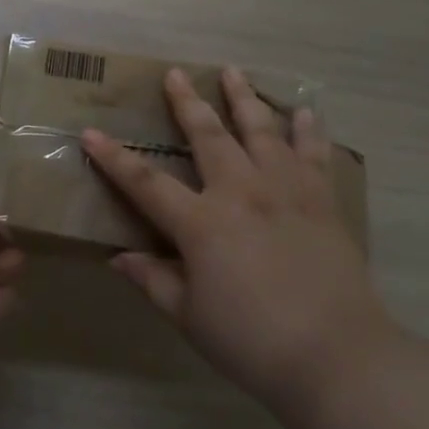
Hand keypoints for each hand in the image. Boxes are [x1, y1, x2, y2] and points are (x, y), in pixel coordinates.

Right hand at [83, 68, 390, 414]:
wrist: (338, 357)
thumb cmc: (253, 342)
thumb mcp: (190, 318)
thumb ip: (154, 281)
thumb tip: (119, 257)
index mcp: (201, 224)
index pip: (145, 183)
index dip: (114, 158)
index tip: (90, 133)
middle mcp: (241, 193)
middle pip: (208, 136)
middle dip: (187, 103)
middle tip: (176, 73)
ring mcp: (285, 191)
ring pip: (261, 131)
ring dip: (244, 99)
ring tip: (233, 72)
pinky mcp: (321, 201)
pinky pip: (313, 154)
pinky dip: (307, 130)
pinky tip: (303, 111)